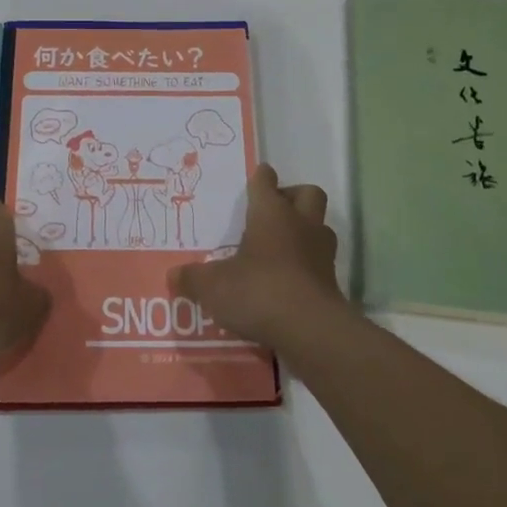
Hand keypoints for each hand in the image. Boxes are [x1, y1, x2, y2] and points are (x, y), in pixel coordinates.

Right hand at [175, 164, 344, 350]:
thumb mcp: (213, 286)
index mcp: (271, 213)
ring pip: (320, 227)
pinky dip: (308, 266)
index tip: (257, 177)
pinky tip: (289, 282)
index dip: (261, 178)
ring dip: (305, 231)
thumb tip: (173, 275)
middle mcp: (301, 224)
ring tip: (282, 248)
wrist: (311, 330)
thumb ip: (193, 278)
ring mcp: (321, 253)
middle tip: (274, 211)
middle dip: (293, 197)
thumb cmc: (258, 291)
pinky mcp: (332, 282)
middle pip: (307, 194)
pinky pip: (321, 262)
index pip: (266, 182)